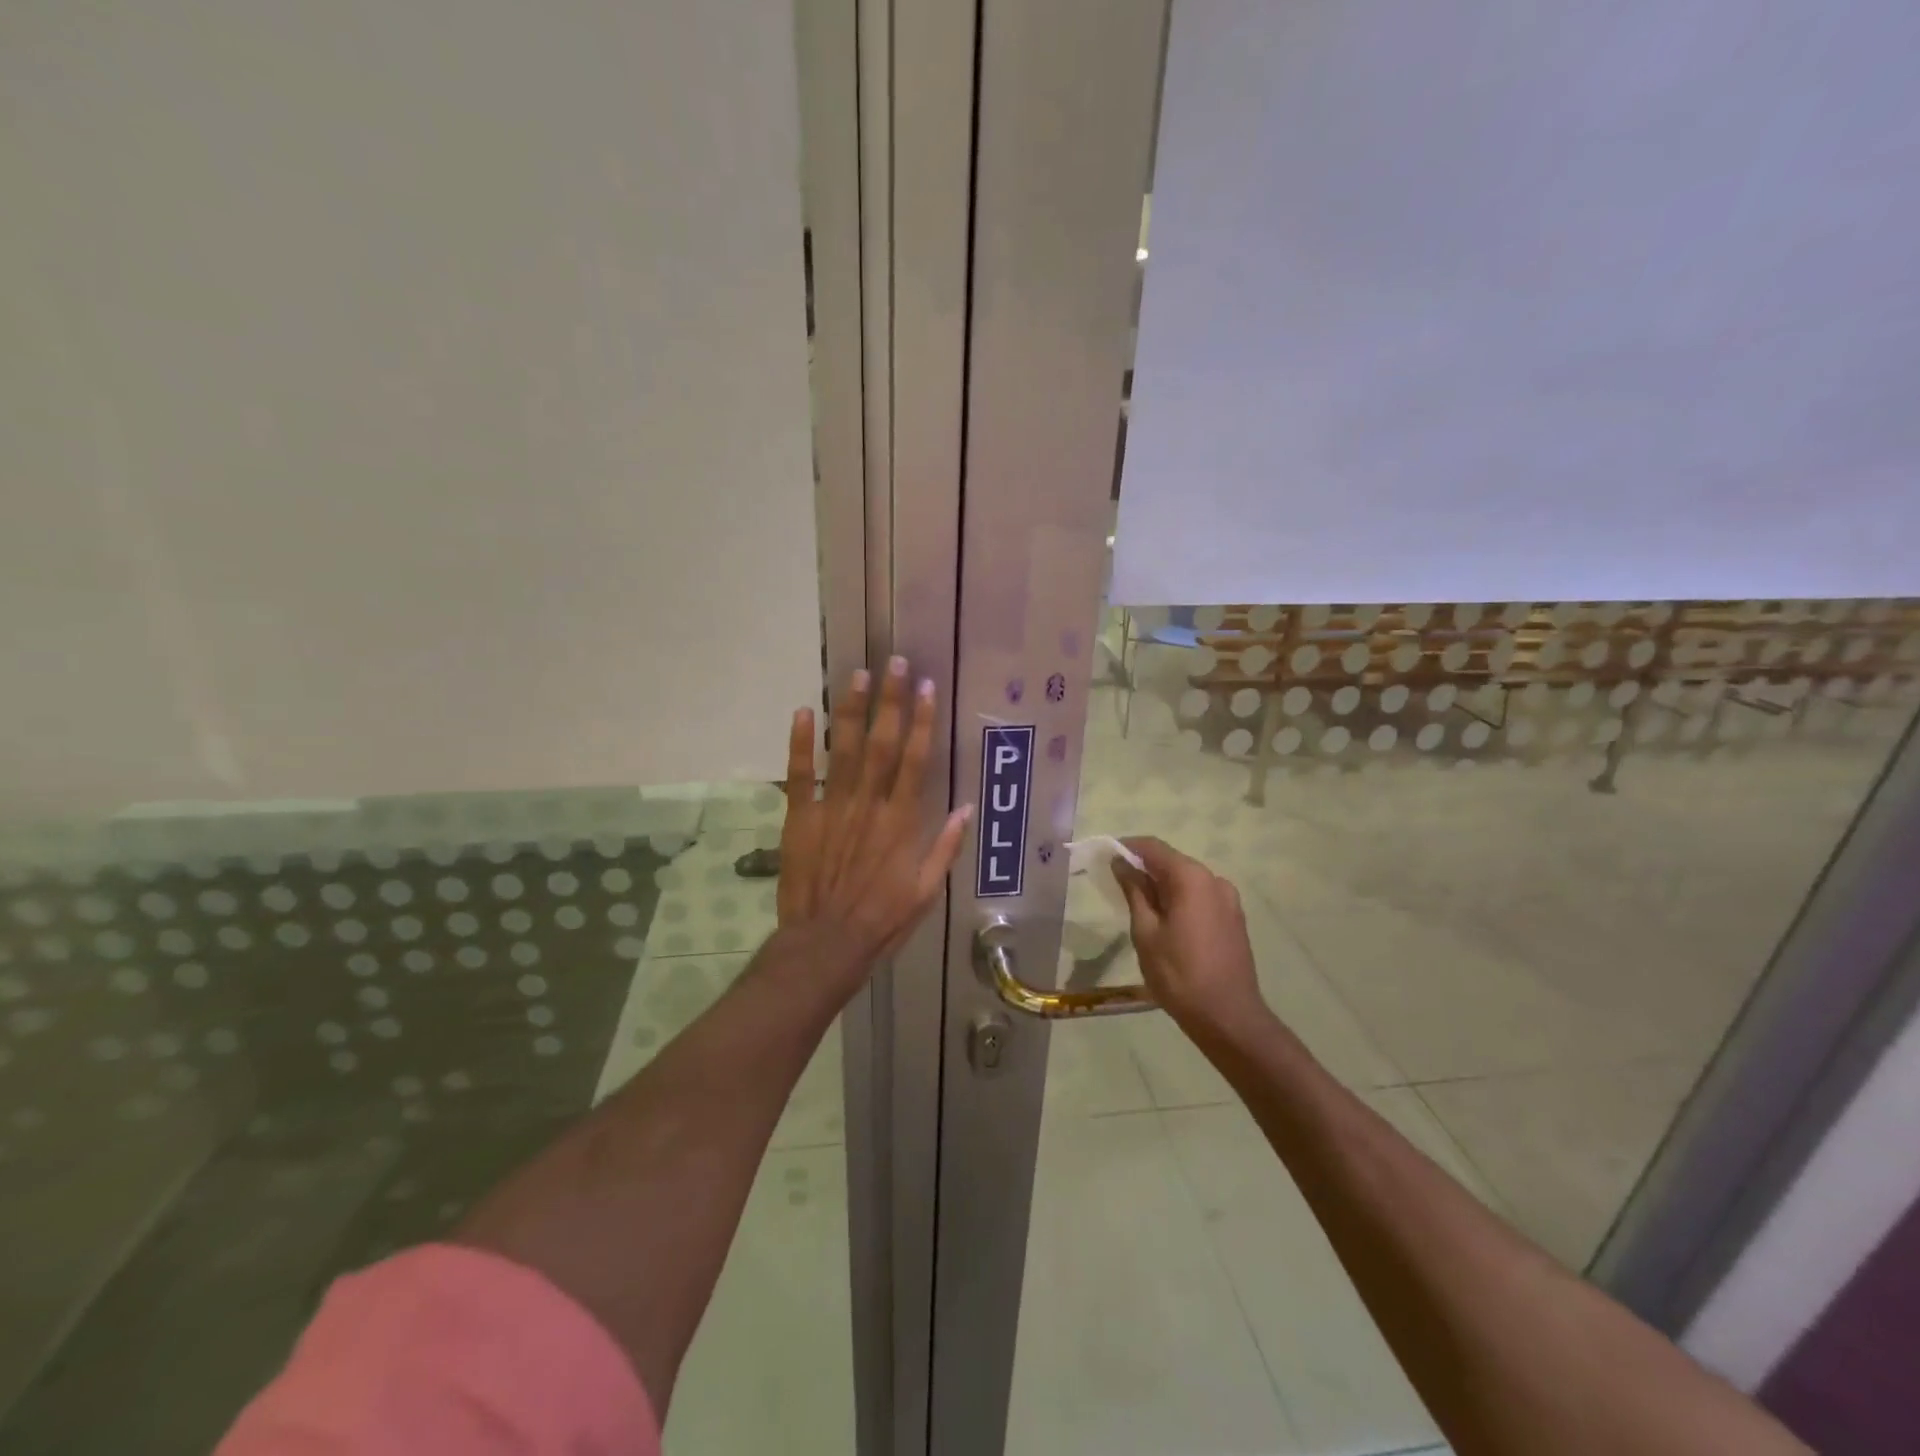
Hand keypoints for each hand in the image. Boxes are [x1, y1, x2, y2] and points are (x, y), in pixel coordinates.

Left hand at [777, 658, 972, 968]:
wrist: (826, 944)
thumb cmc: (883, 919)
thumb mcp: (927, 891)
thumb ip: (945, 847)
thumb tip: (967, 808)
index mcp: (901, 821)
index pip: (915, 760)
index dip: (922, 721)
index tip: (926, 687)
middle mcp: (868, 804)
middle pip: (881, 743)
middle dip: (889, 701)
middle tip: (893, 662)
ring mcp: (831, 808)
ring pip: (842, 750)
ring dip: (849, 710)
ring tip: (857, 675)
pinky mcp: (800, 818)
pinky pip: (800, 776)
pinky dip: (799, 744)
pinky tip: (801, 712)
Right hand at [1113, 837, 1268, 1034]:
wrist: (1229, 1018)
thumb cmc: (1179, 974)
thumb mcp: (1146, 932)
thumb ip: (1134, 891)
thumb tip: (1121, 863)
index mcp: (1192, 878)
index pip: (1153, 847)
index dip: (1127, 847)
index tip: (1105, 857)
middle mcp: (1214, 880)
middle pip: (1171, 862)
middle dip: (1143, 869)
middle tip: (1116, 886)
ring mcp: (1228, 900)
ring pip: (1186, 882)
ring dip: (1161, 887)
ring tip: (1138, 909)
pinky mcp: (1234, 919)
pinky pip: (1200, 898)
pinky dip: (1179, 900)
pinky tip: (1165, 923)